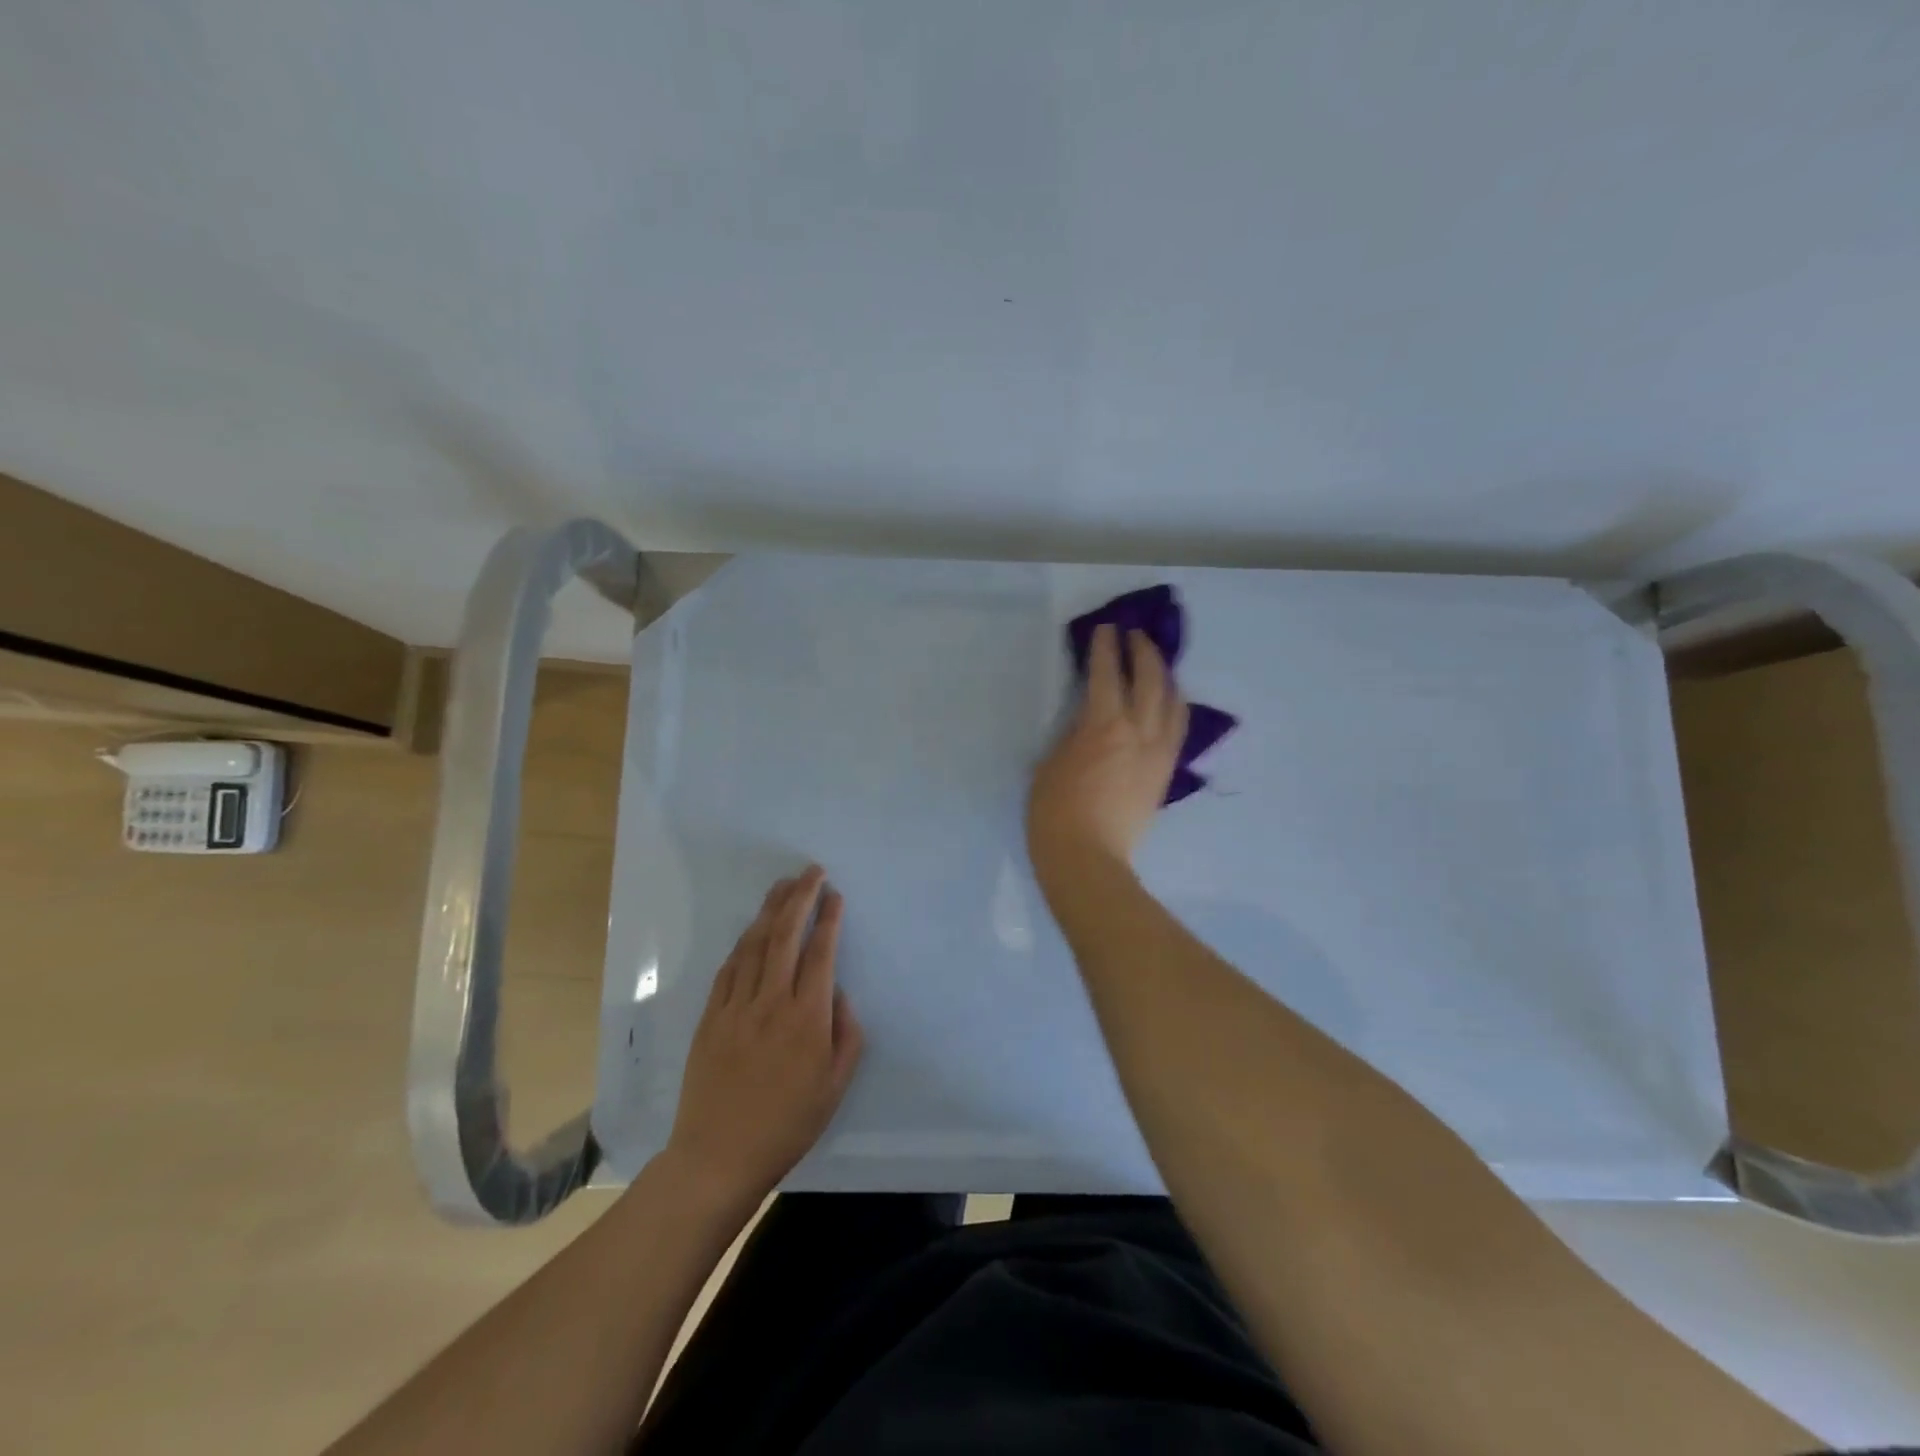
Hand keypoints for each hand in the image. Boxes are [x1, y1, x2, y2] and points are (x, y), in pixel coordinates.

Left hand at [664, 867, 863, 1208]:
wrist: (718, 1156)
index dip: (828, 918)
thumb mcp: (834, 1086)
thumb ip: (846, 1035)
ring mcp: (736, 1006)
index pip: (820, 952)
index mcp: (806, 1017)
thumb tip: (838, 994)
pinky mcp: (710, 1017)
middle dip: (800, 897)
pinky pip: (728, 969)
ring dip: (770, 910)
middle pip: (785, 935)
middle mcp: (771, 1002)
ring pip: (755, 944)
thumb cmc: (787, 1124)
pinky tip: (751, 930)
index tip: (835, 894)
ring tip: (783, 885)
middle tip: (811, 871)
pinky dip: (742, 943)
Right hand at [1027, 623, 1186, 885]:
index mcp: (1104, 726)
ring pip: (1173, 702)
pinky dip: (1175, 706)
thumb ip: (1073, 733)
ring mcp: (1159, 753)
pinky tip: (1169, 703)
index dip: (1106, 648)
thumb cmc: (1054, 812)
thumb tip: (1088, 717)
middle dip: (1143, 652)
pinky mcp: (1165, 773)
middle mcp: (1140, 732)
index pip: (1108, 674)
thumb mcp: (1050, 762)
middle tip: (1135, 636)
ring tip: (1157, 664)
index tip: (1107, 629)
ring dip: (1165, 676)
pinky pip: (1178, 730)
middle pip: (1150, 680)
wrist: (1088, 859)